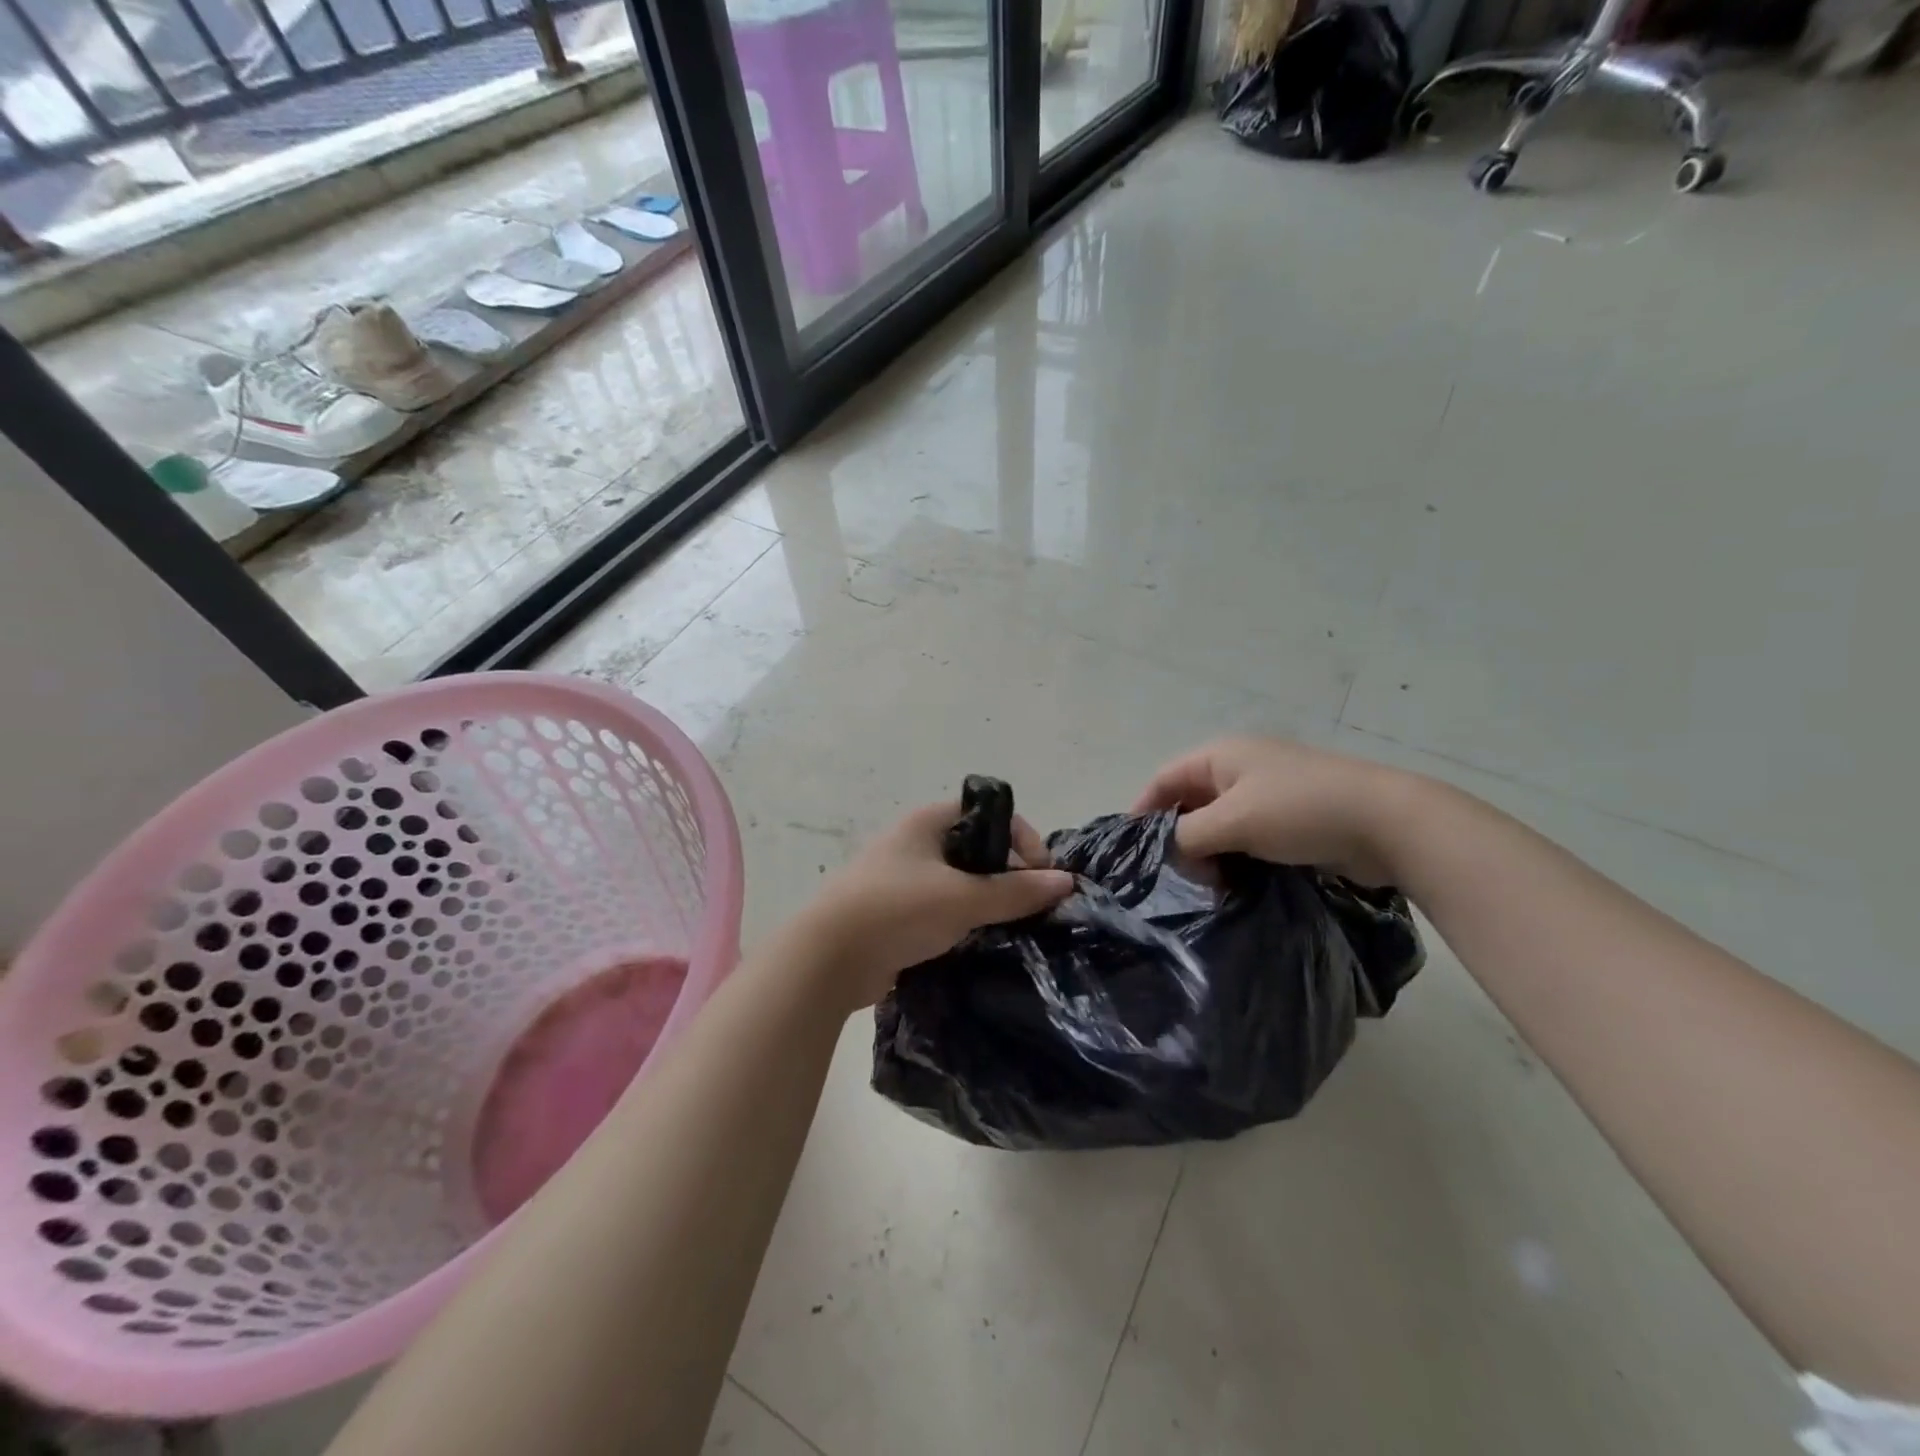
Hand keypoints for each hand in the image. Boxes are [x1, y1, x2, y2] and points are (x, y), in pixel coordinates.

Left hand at [791, 802, 1075, 1008]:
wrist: (827, 959)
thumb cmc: (897, 910)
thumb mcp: (963, 898)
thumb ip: (1015, 891)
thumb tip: (1067, 882)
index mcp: (928, 821)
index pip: (990, 813)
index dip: (1022, 838)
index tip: (1041, 876)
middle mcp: (915, 841)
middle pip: (976, 847)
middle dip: (1007, 872)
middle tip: (1030, 904)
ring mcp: (903, 877)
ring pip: (960, 880)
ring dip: (986, 899)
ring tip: (1011, 926)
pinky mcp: (896, 912)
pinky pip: (942, 907)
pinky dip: (963, 920)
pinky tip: (980, 941)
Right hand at [1133, 737, 1408, 883]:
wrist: (1387, 823)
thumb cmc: (1300, 810)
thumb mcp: (1233, 821)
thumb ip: (1189, 835)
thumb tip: (1170, 853)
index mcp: (1221, 756)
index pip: (1165, 778)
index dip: (1143, 809)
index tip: (1132, 850)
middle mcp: (1240, 769)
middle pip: (1190, 802)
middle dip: (1179, 838)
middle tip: (1174, 877)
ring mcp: (1268, 795)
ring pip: (1219, 825)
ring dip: (1208, 854)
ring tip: (1205, 888)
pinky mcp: (1291, 821)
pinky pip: (1247, 839)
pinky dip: (1235, 859)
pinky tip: (1234, 886)